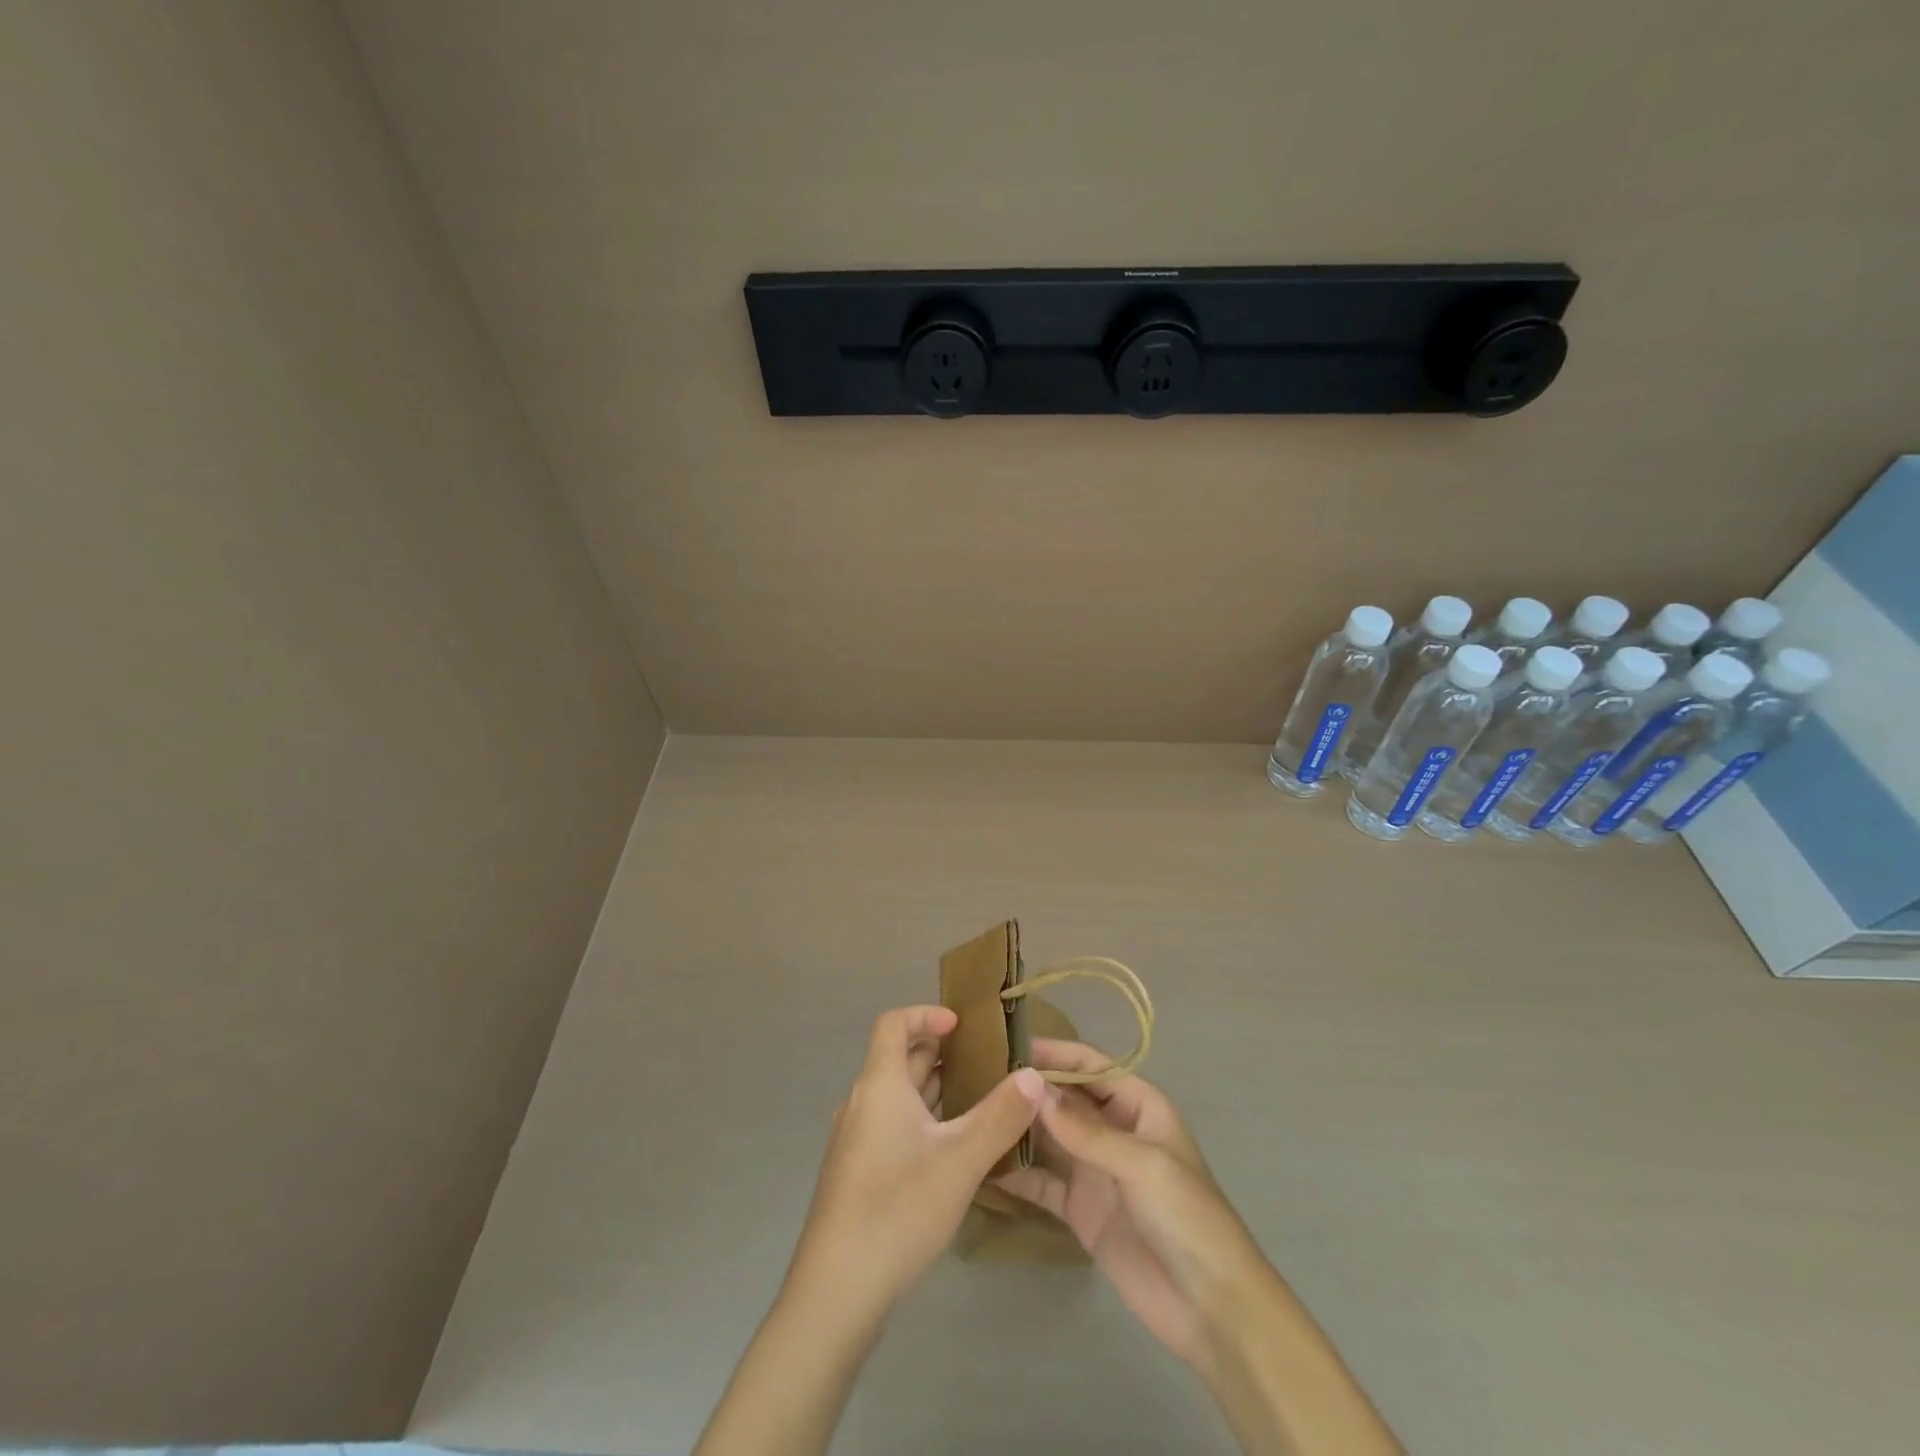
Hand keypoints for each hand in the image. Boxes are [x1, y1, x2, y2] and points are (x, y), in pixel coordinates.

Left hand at [789, 1004, 1044, 1316]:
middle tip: (985, 1061)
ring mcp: (855, 1140)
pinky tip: (951, 1150)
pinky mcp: (857, 1173)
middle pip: (898, 1059)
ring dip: (934, 1088)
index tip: (961, 1024)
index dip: (925, 1013)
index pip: (893, 1023)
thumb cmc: (897, 1210)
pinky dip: (922, 1119)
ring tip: (978, 1099)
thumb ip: (1000, 1115)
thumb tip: (1033, 1073)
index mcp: (879, 1085)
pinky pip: (892, 1125)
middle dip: (940, 1052)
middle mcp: (862, 1103)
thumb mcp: (960, 1161)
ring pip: (897, 1096)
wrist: (835, 1292)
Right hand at [996, 1038, 1274, 1376]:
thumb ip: (1085, 1130)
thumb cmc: (1186, 1217)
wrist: (1210, 1308)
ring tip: (973, 1114)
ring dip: (1019, 1127)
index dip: (1055, 1053)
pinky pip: (1043, 1183)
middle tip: (977, 1079)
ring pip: (1049, 1136)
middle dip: (1029, 1089)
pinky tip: (983, 1166)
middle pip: (1065, 1098)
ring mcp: (1094, 1169)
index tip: (1009, 1046)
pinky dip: (1017, 1175)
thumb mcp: (1141, 1164)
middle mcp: (1113, 1129)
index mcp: (1138, 1105)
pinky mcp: (1080, 1209)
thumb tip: (1033, 1091)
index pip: (1090, 1065)